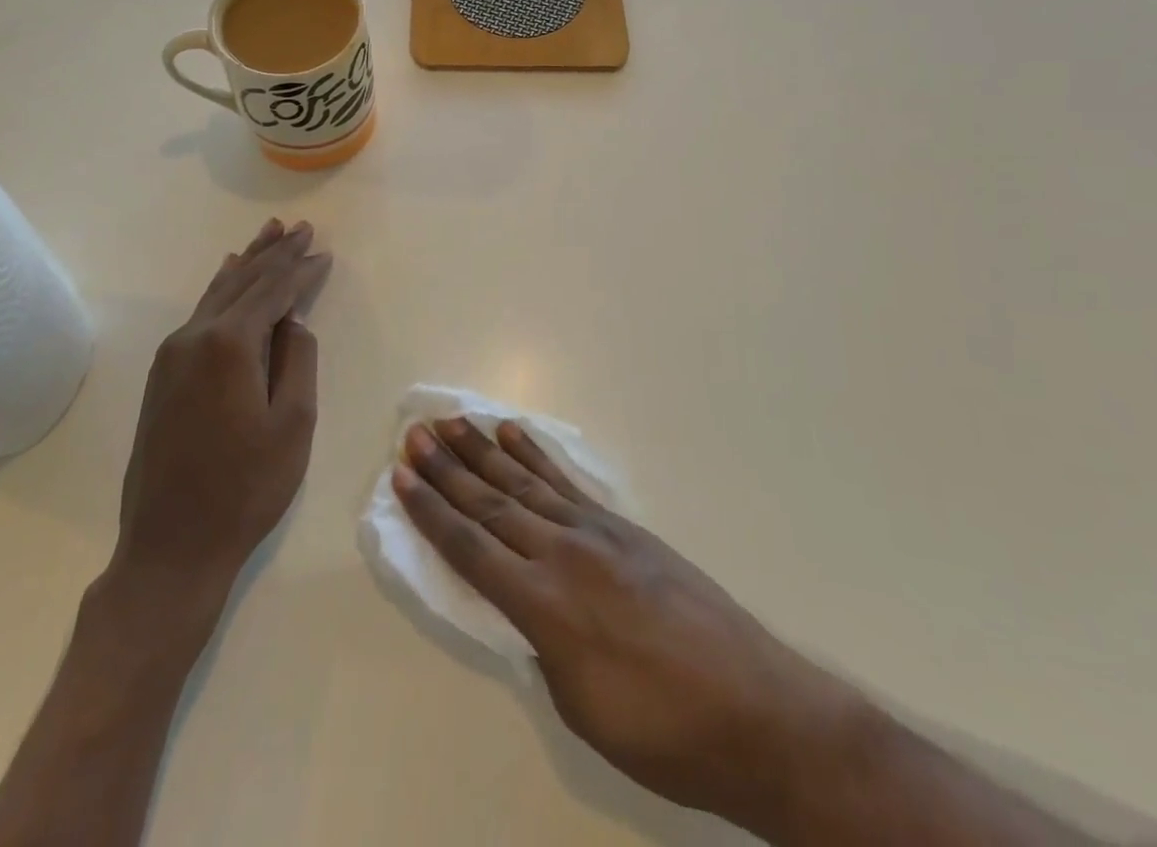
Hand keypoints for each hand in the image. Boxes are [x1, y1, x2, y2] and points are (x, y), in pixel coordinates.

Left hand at [105, 219, 332, 618]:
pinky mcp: (162, 375)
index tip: (324, 250)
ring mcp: (172, 355)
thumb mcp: (294, 423)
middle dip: (275, 253)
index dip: (301, 269)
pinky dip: (223, 288)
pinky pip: (200, 313)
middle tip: (301, 226)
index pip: (273, 290)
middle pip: (242, 280)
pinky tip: (228, 275)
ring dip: (247, 262)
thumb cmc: (245, 488)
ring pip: (217, 292)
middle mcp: (194, 337)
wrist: (170, 547)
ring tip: (269, 234)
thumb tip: (291, 321)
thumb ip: (298, 359)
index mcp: (229, 344)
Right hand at [394, 418, 871, 835]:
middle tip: (415, 434)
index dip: (431, 512)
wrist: (755, 711)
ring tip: (452, 423)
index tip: (402, 476)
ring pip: (526, 483)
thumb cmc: (661, 733)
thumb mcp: (580, 706)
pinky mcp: (624, 528)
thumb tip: (522, 602)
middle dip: (448, 469)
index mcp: (545, 606)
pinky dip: (537, 456)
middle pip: (491, 502)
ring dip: (484, 452)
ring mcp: (597, 533)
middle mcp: (564, 554)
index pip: (471, 548)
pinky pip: (568, 484)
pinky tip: (515, 435)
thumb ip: (540, 643)